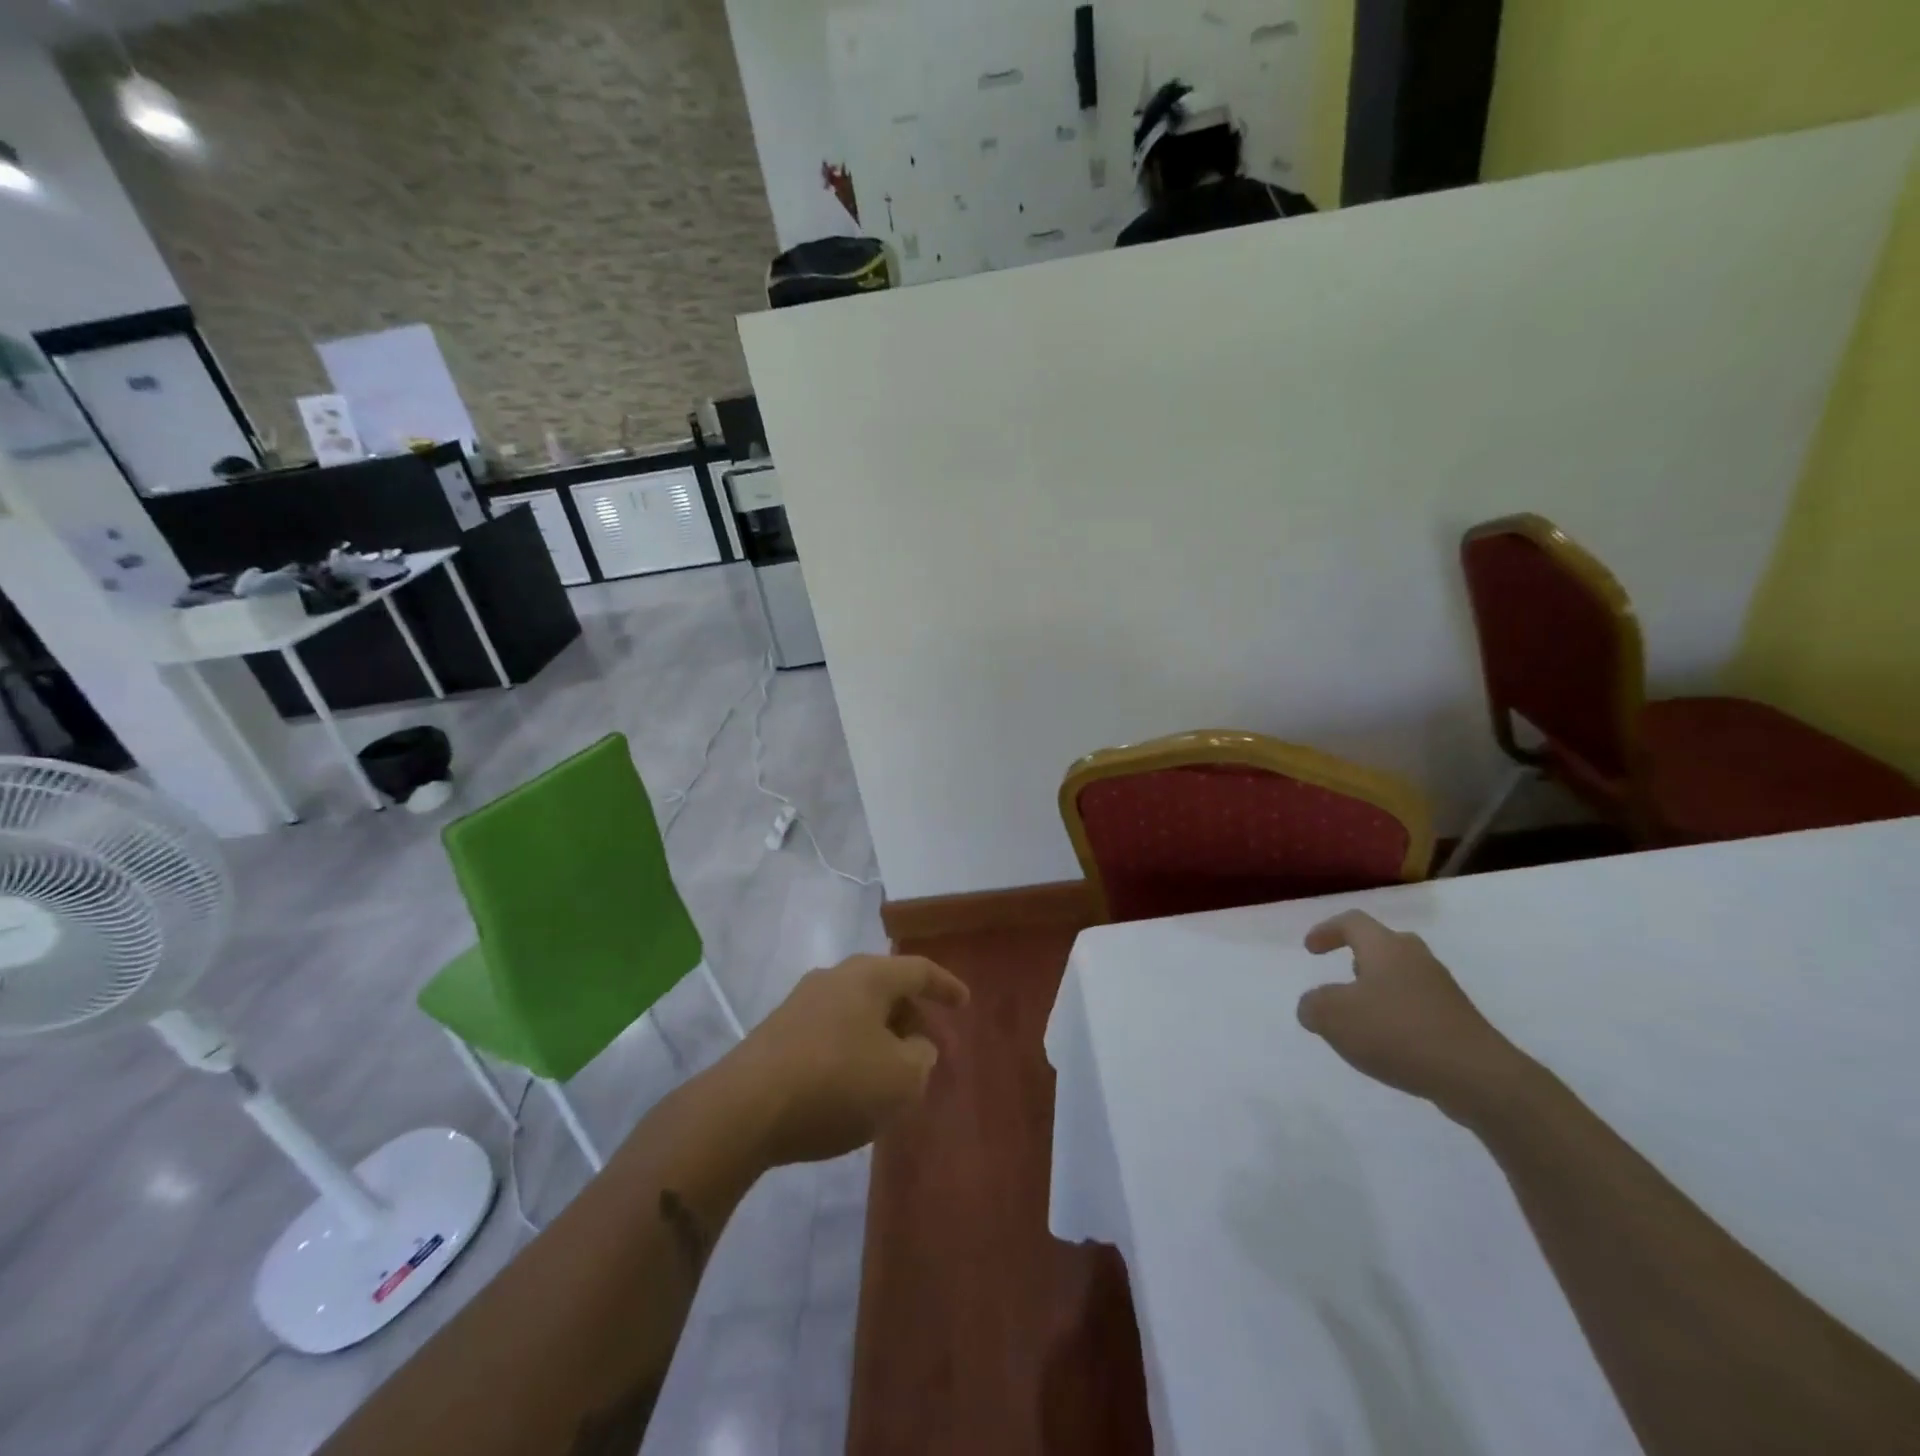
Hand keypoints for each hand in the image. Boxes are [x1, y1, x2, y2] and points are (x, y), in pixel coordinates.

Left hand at [724, 954, 969, 1166]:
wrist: (744, 1109)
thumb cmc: (836, 1083)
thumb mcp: (901, 1079)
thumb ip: (921, 1058)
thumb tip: (914, 1046)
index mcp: (868, 976)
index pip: (918, 970)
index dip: (946, 986)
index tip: (965, 1003)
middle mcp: (834, 977)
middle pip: (886, 989)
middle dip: (913, 1018)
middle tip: (929, 1050)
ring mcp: (801, 1003)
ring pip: (857, 1011)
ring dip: (881, 1037)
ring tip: (893, 1073)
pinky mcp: (778, 1032)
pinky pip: (832, 1032)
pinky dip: (853, 1050)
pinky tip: (853, 1085)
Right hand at [1296, 911, 1525, 1118]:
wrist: (1478, 1077)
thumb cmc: (1396, 1032)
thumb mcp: (1333, 1017)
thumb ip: (1313, 1005)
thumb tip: (1313, 1006)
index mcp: (1385, 947)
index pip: (1352, 922)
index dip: (1327, 930)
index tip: (1310, 949)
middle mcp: (1416, 959)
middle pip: (1384, 944)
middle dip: (1360, 956)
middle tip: (1344, 974)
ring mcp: (1442, 990)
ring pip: (1404, 976)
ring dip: (1380, 989)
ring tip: (1362, 1016)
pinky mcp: (1459, 1020)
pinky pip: (1419, 1006)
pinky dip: (1398, 1015)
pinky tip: (1390, 1043)